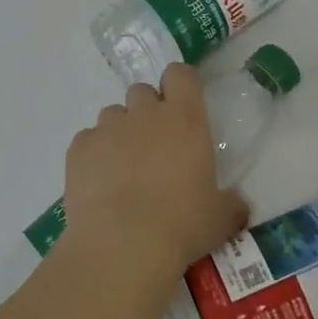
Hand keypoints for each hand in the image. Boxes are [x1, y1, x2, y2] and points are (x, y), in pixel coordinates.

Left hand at [60, 64, 250, 281]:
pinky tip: (99, 183)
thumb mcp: (220, 219)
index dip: (180, 84)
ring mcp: (107, 128)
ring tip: (123, 168)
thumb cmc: (182, 225)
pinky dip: (93, 154)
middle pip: (142, 91)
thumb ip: (230, 204)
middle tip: (154, 146)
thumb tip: (238, 205)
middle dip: (147, 111)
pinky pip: (87, 140)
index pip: (180, 75)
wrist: (123, 244)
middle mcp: (144, 113)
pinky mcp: (79, 148)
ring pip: (112, 114)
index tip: (183, 104)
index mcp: (184, 119)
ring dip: (119, 132)